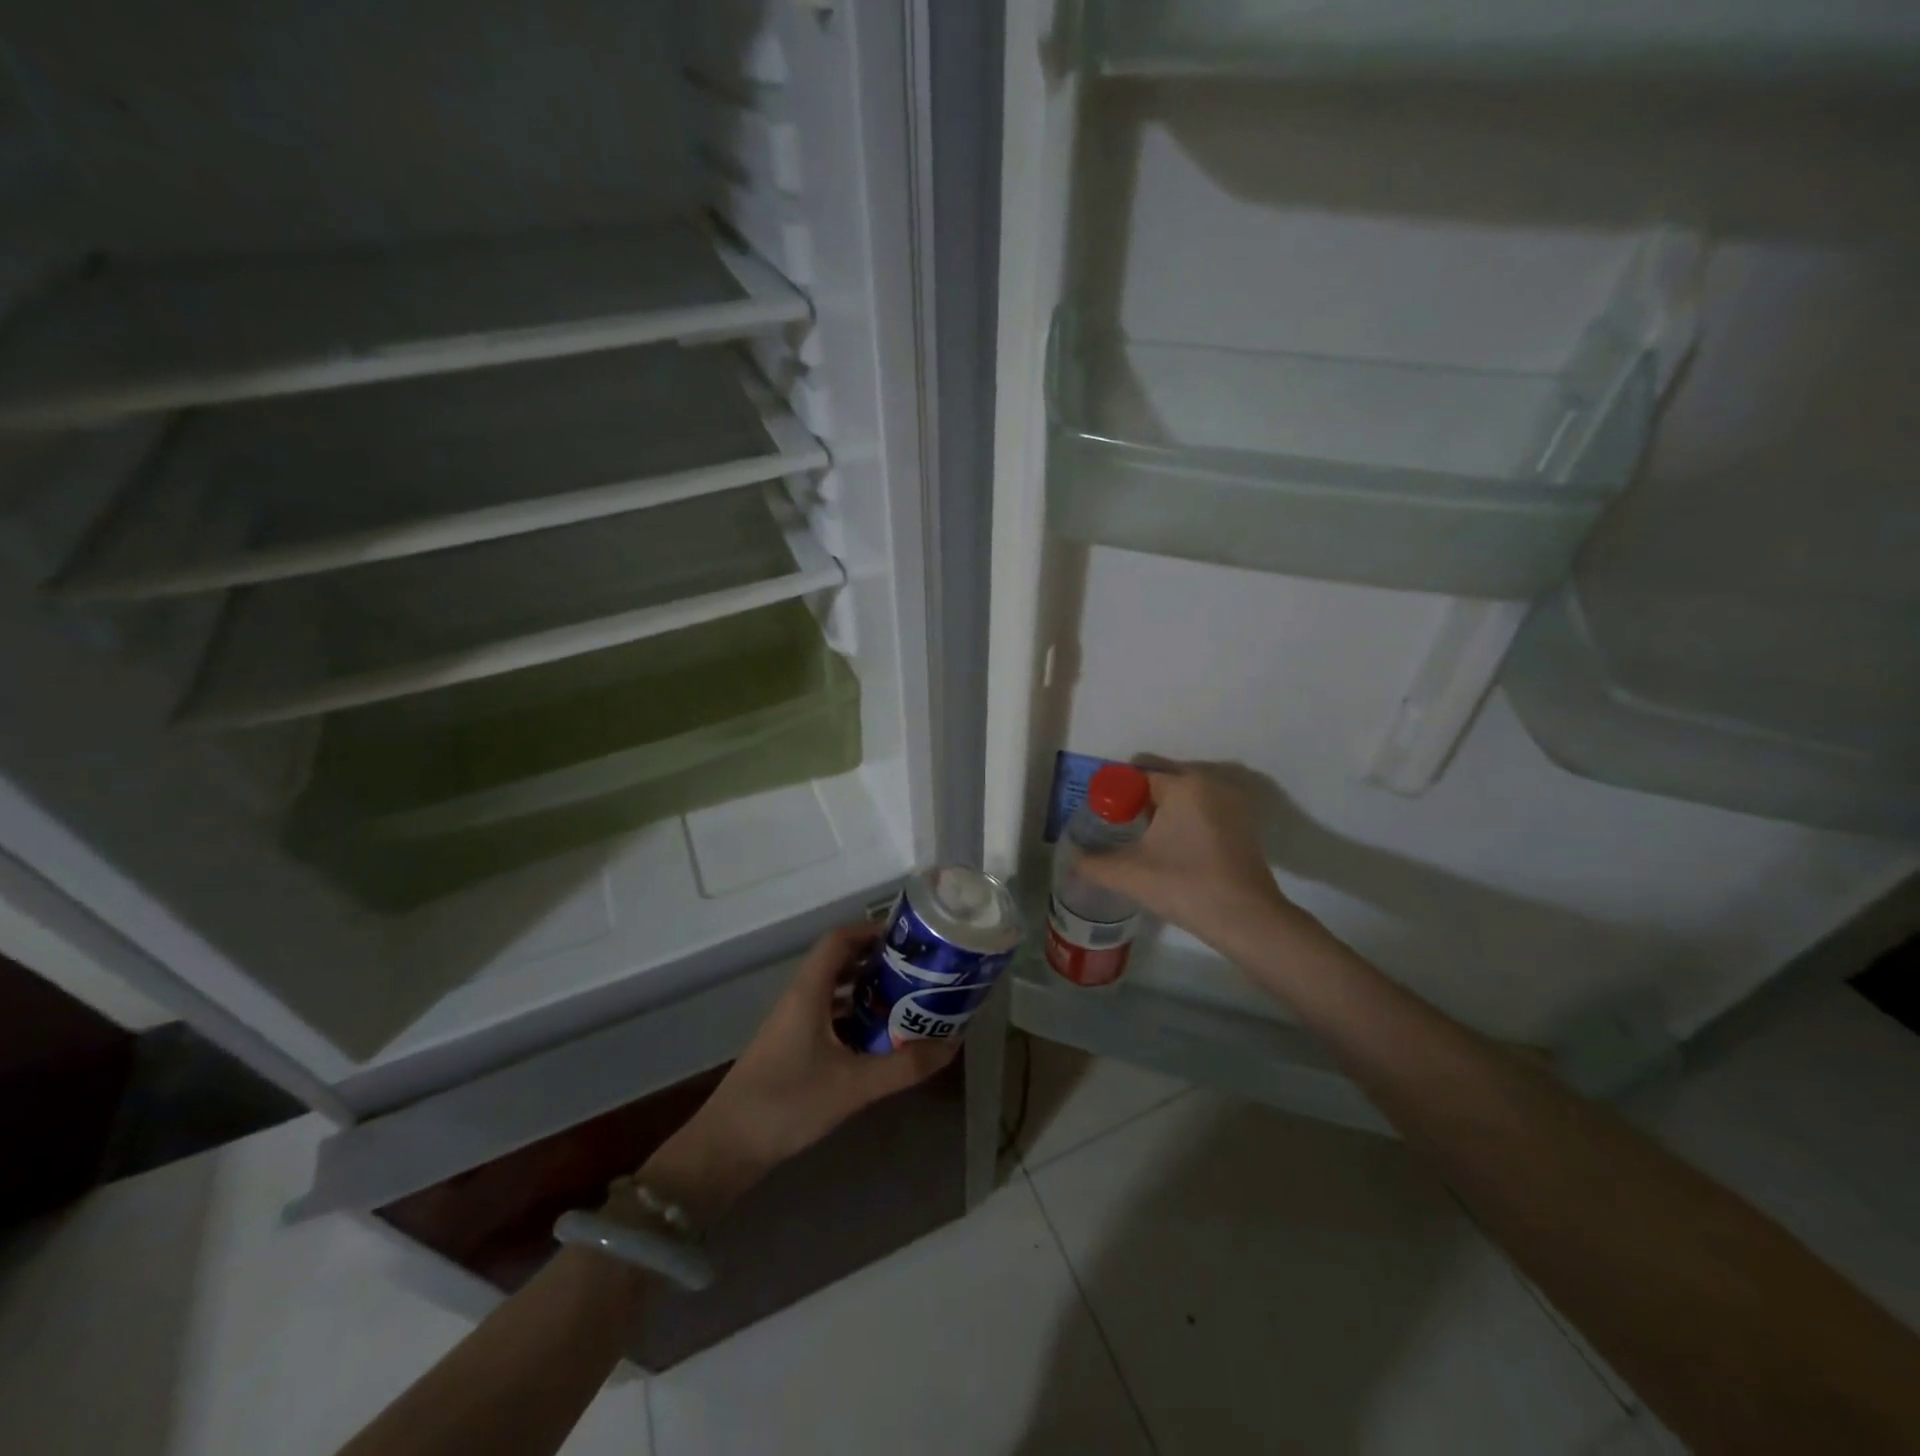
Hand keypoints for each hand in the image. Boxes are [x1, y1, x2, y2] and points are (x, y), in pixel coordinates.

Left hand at [638, 924, 956, 1218]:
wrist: (725, 1149)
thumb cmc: (787, 1104)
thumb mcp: (853, 1086)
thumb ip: (904, 1066)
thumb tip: (952, 1045)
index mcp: (808, 992)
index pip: (839, 939)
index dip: (872, 931)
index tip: (910, 939)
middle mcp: (799, 999)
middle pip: (840, 962)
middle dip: (878, 962)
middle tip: (918, 972)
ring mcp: (793, 1024)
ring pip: (834, 992)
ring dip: (867, 991)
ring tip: (907, 1002)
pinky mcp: (791, 1048)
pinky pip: (829, 1018)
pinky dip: (855, 1019)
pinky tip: (879, 1041)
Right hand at [1076, 761, 1295, 951]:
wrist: (1247, 920)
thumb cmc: (1184, 885)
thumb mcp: (1127, 874)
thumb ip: (1091, 863)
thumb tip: (1071, 859)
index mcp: (1183, 784)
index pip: (1136, 776)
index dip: (1113, 795)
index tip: (1099, 818)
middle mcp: (1210, 783)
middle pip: (1161, 782)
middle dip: (1136, 800)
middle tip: (1115, 828)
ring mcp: (1232, 804)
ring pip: (1183, 797)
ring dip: (1161, 811)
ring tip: (1140, 840)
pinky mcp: (1243, 825)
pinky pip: (1202, 811)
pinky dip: (1183, 822)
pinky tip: (1171, 850)